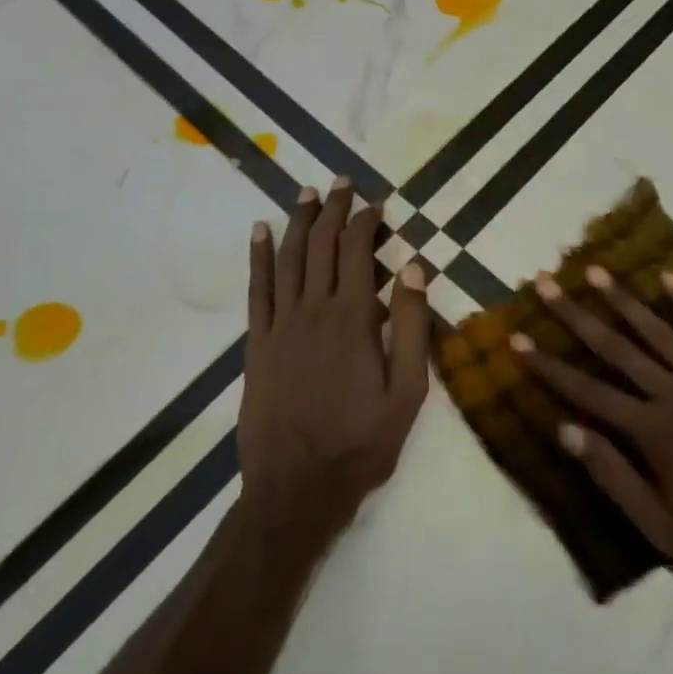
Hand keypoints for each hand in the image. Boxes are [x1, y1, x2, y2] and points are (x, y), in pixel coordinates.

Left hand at [239, 179, 430, 553]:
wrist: (295, 490)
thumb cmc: (361, 442)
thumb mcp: (408, 392)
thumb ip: (413, 326)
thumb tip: (415, 267)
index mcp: (353, 318)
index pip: (357, 251)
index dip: (366, 221)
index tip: (377, 204)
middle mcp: (313, 310)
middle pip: (322, 244)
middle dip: (333, 209)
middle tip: (342, 183)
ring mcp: (280, 325)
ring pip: (290, 258)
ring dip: (299, 221)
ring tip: (307, 193)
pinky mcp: (257, 344)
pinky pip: (258, 289)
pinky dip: (260, 256)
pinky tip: (261, 232)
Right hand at [515, 266, 672, 595]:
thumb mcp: (663, 529)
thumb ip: (613, 477)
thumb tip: (565, 431)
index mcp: (653, 432)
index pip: (587, 392)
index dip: (549, 366)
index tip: (517, 339)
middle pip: (616, 347)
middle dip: (575, 314)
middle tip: (545, 282)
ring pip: (658, 330)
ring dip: (623, 299)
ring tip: (594, 271)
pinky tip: (669, 278)